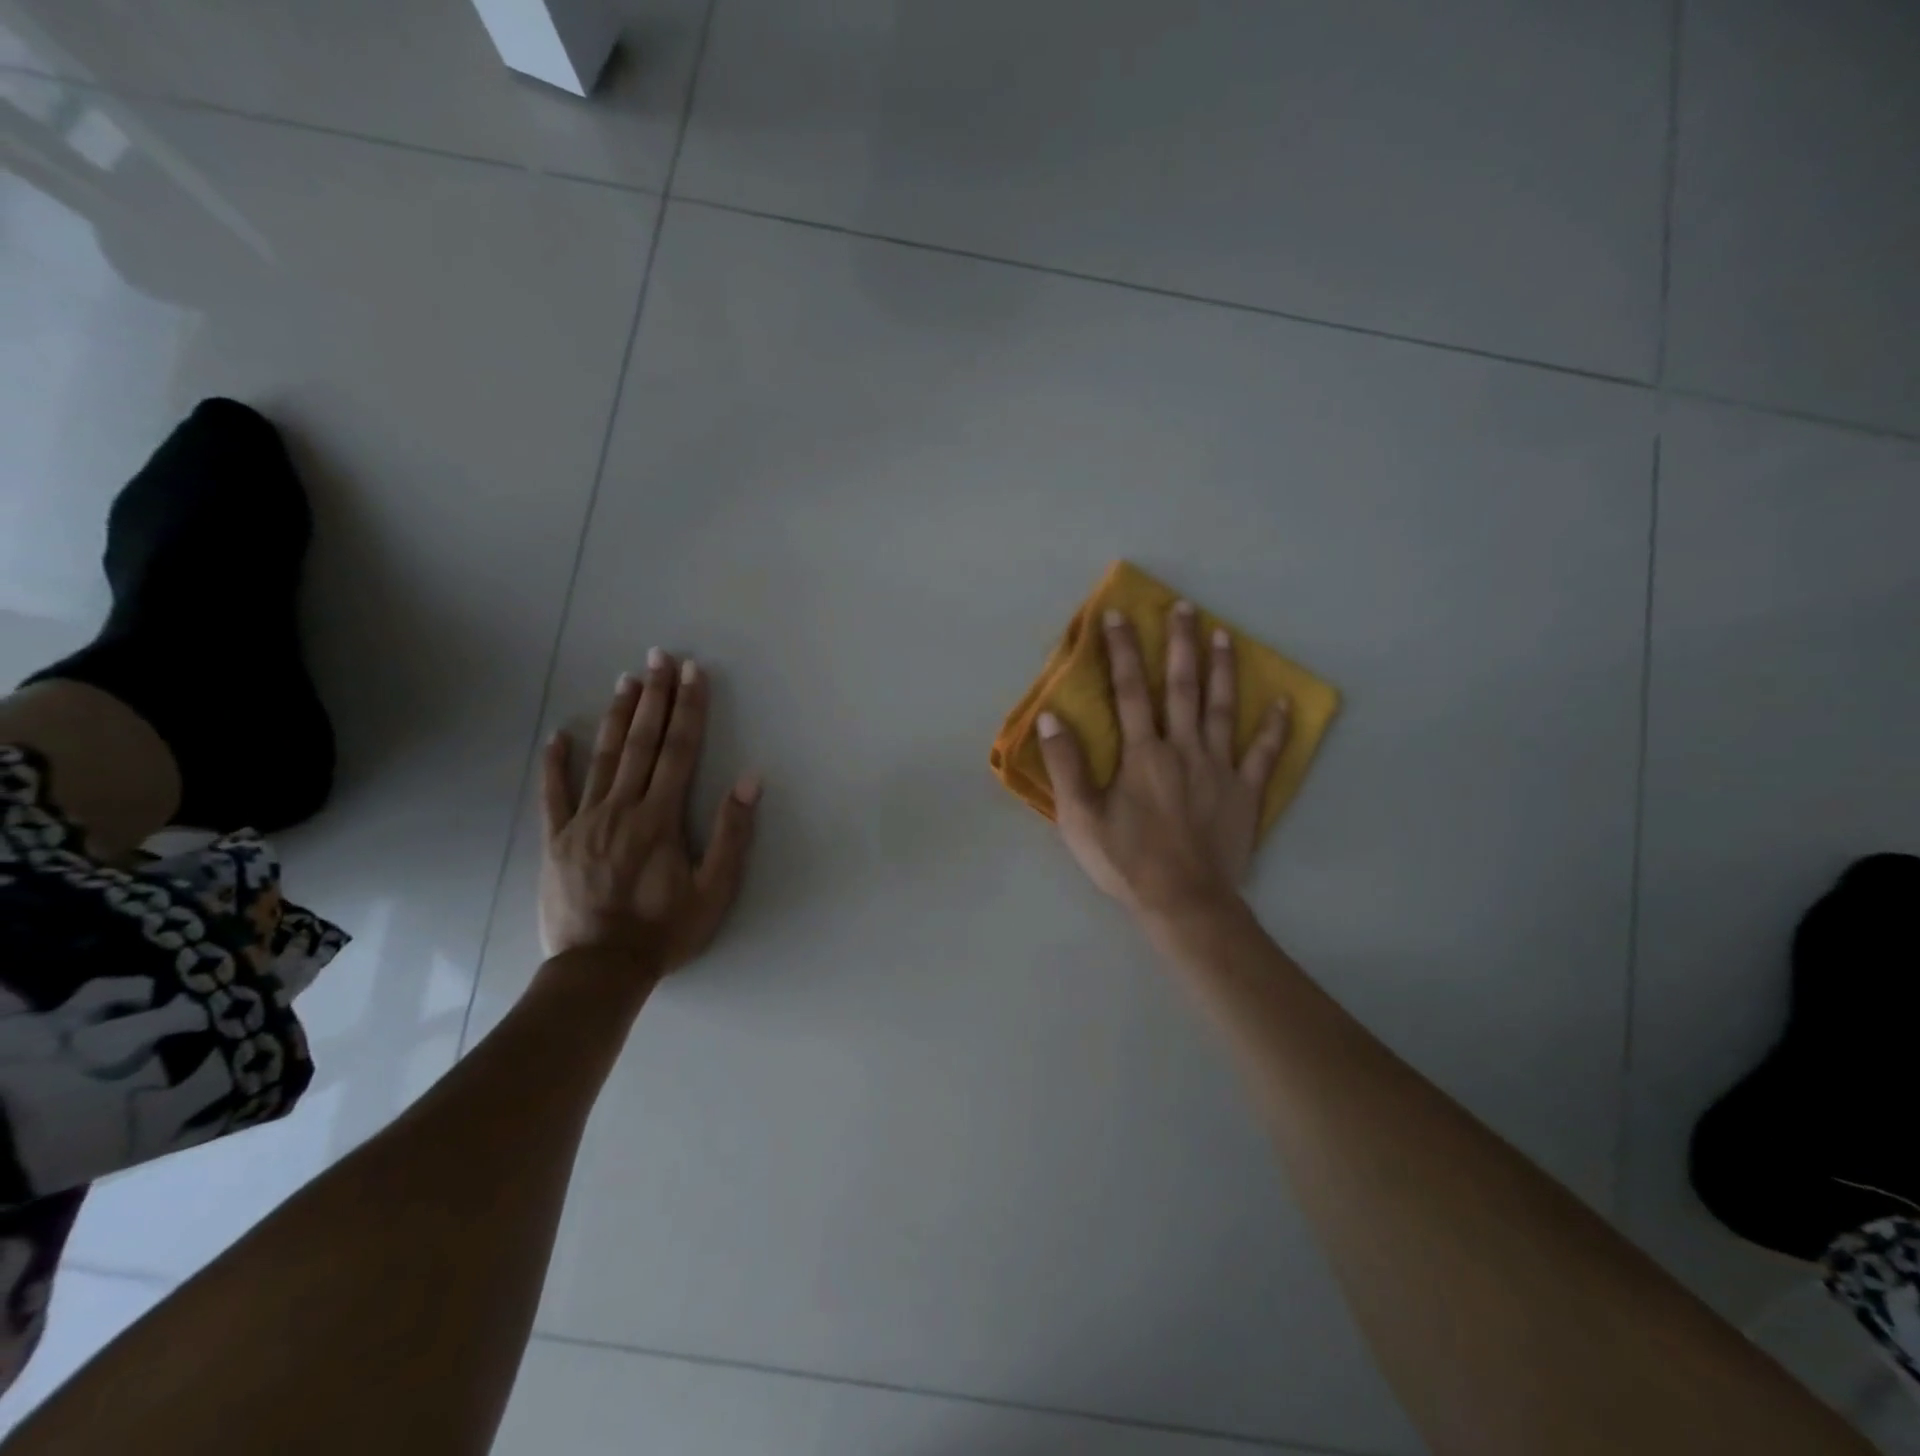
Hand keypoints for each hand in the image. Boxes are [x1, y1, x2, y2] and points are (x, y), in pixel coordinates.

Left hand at [539, 649, 760, 970]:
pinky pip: (553, 795)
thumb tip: (749, 780)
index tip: (693, 673)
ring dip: (615, 716)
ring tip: (625, 679)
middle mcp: (621, 809)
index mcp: (660, 818)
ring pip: (602, 758)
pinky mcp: (557, 840)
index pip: (679, 751)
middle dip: (654, 696)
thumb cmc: (665, 931)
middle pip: (640, 743)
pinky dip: (555, 763)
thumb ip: (731, 833)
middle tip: (659, 656)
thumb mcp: (714, 890)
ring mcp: (584, 821)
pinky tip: (557, 735)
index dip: (689, 709)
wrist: (599, 970)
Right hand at [1037, 602, 1288, 917]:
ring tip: (1224, 635)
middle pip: (1182, 687)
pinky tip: (1283, 703)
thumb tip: (1050, 716)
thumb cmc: (1126, 860)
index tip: (1118, 615)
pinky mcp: (1245, 793)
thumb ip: (1066, 764)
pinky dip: (1274, 728)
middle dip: (1180, 644)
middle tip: (1184, 607)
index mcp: (1142, 753)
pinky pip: (1264, 755)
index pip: (1128, 691)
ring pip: (1222, 709)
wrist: (1184, 901)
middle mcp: (1183, 749)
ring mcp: (1219, 769)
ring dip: (1222, 669)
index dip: (1122, 651)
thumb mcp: (1080, 817)